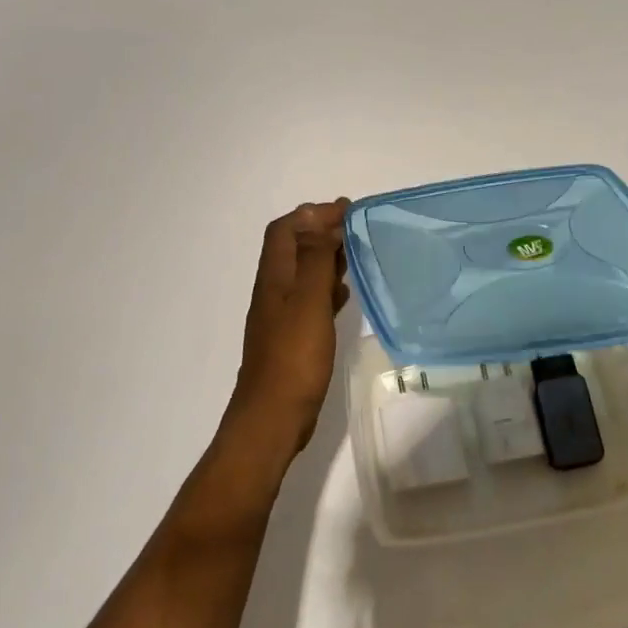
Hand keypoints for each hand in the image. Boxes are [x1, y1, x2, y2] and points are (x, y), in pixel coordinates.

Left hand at [227, 200, 350, 452]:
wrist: (272, 417)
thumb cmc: (293, 358)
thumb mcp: (308, 302)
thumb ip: (315, 260)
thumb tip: (319, 220)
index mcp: (274, 277)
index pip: (285, 229)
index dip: (312, 214)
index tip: (346, 210)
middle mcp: (273, 291)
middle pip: (292, 248)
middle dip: (320, 231)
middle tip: (354, 228)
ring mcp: (281, 316)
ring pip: (302, 273)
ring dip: (324, 258)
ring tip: (355, 255)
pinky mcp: (292, 338)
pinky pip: (309, 300)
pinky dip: (326, 288)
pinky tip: (344, 296)